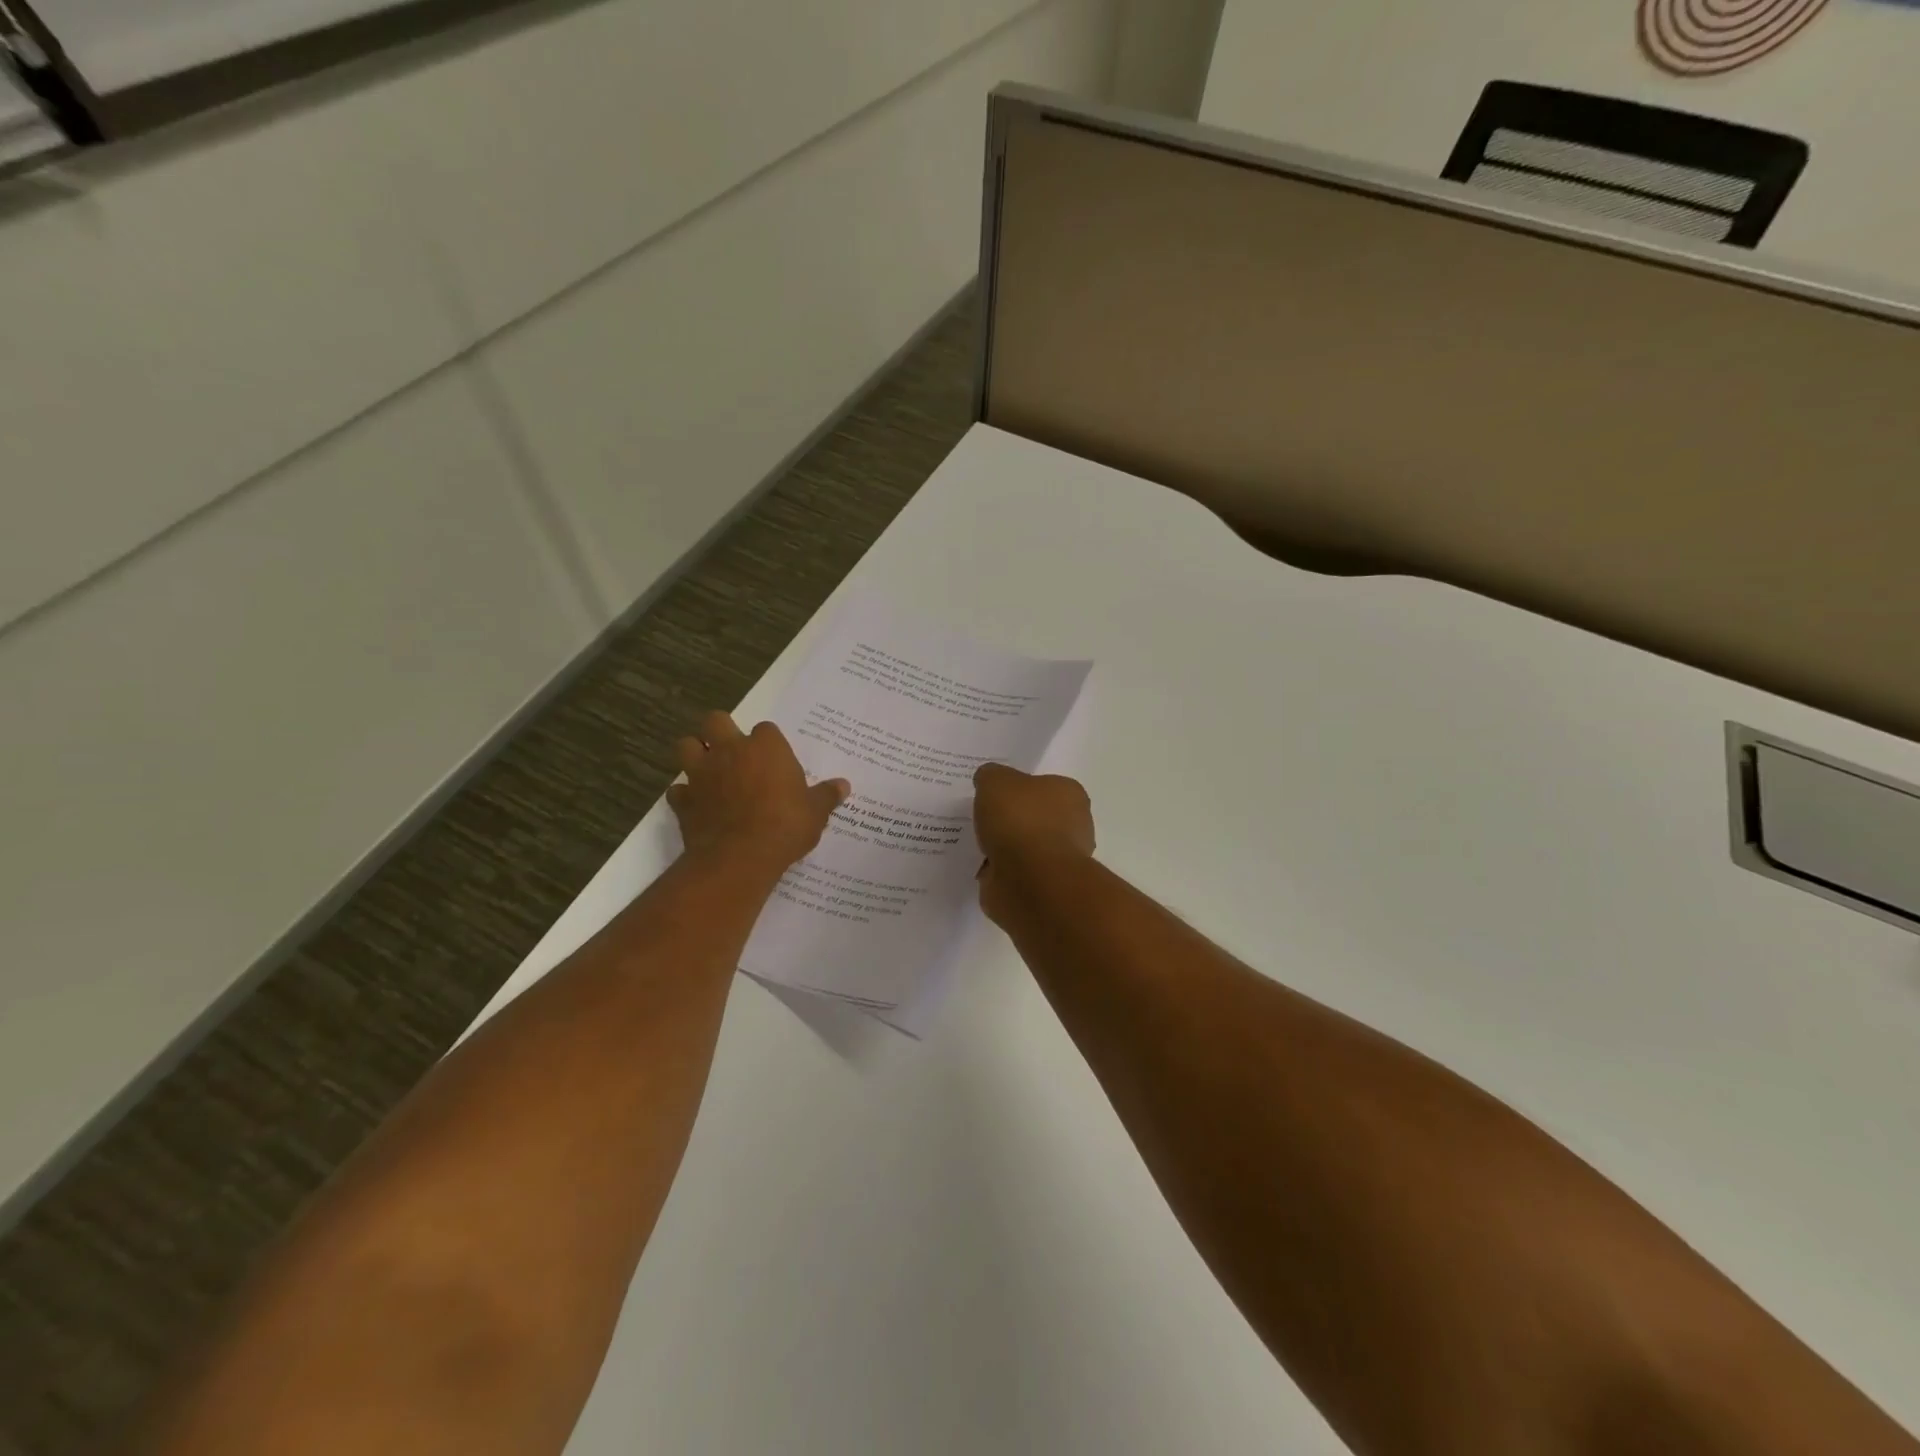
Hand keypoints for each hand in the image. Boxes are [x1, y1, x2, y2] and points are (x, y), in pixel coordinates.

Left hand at [667, 712, 849, 877]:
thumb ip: (827, 795)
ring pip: (686, 746)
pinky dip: (685, 795)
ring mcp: (701, 773)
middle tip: (733, 752)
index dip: (769, 743)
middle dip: (720, 731)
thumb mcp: (816, 812)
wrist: (740, 858)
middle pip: (715, 720)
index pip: (766, 729)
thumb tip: (844, 785)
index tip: (775, 759)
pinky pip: (678, 790)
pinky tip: (697, 805)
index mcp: (765, 747)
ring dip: (694, 754)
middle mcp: (730, 751)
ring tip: (709, 770)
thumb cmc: (785, 826)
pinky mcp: (683, 800)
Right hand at [973, 763, 1096, 923]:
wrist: (1030, 880)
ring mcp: (1058, 860)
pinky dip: (998, 871)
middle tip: (981, 818)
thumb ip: (991, 776)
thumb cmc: (1021, 820)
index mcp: (1069, 794)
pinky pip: (1014, 873)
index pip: (1044, 786)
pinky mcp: (1042, 888)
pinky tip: (979, 867)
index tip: (994, 794)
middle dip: (1011, 820)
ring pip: (1024, 847)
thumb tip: (988, 781)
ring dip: (1003, 848)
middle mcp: (1072, 826)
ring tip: (974, 844)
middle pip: (1034, 817)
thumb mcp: (996, 781)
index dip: (1018, 789)